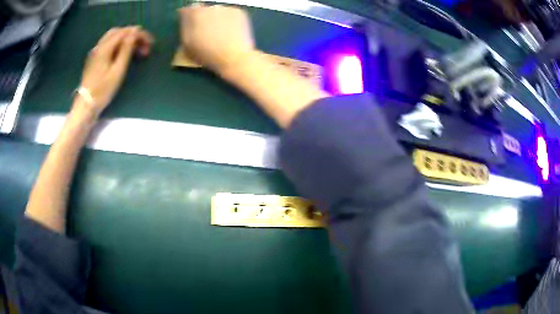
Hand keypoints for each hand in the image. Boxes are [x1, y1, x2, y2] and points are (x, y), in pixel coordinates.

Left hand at [76, 26, 153, 116]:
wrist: (86, 105)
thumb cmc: (103, 90)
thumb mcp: (118, 70)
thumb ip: (126, 49)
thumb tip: (135, 32)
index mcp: (105, 47)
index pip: (125, 32)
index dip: (140, 34)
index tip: (150, 43)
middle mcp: (100, 45)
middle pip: (119, 31)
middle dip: (133, 35)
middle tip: (144, 46)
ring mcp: (95, 52)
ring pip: (113, 37)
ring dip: (126, 39)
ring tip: (135, 49)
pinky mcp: (94, 58)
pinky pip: (108, 44)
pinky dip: (118, 44)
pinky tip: (123, 53)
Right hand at [178, 4, 254, 73]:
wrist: (233, 57)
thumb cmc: (206, 54)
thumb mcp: (187, 44)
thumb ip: (185, 27)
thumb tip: (185, 18)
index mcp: (194, 14)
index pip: (186, 10)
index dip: (186, 17)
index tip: (188, 25)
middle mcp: (210, 7)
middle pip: (202, 9)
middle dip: (202, 17)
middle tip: (205, 31)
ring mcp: (226, 8)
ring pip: (216, 10)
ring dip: (215, 17)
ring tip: (218, 32)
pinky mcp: (239, 11)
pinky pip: (229, 13)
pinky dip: (228, 19)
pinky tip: (229, 31)